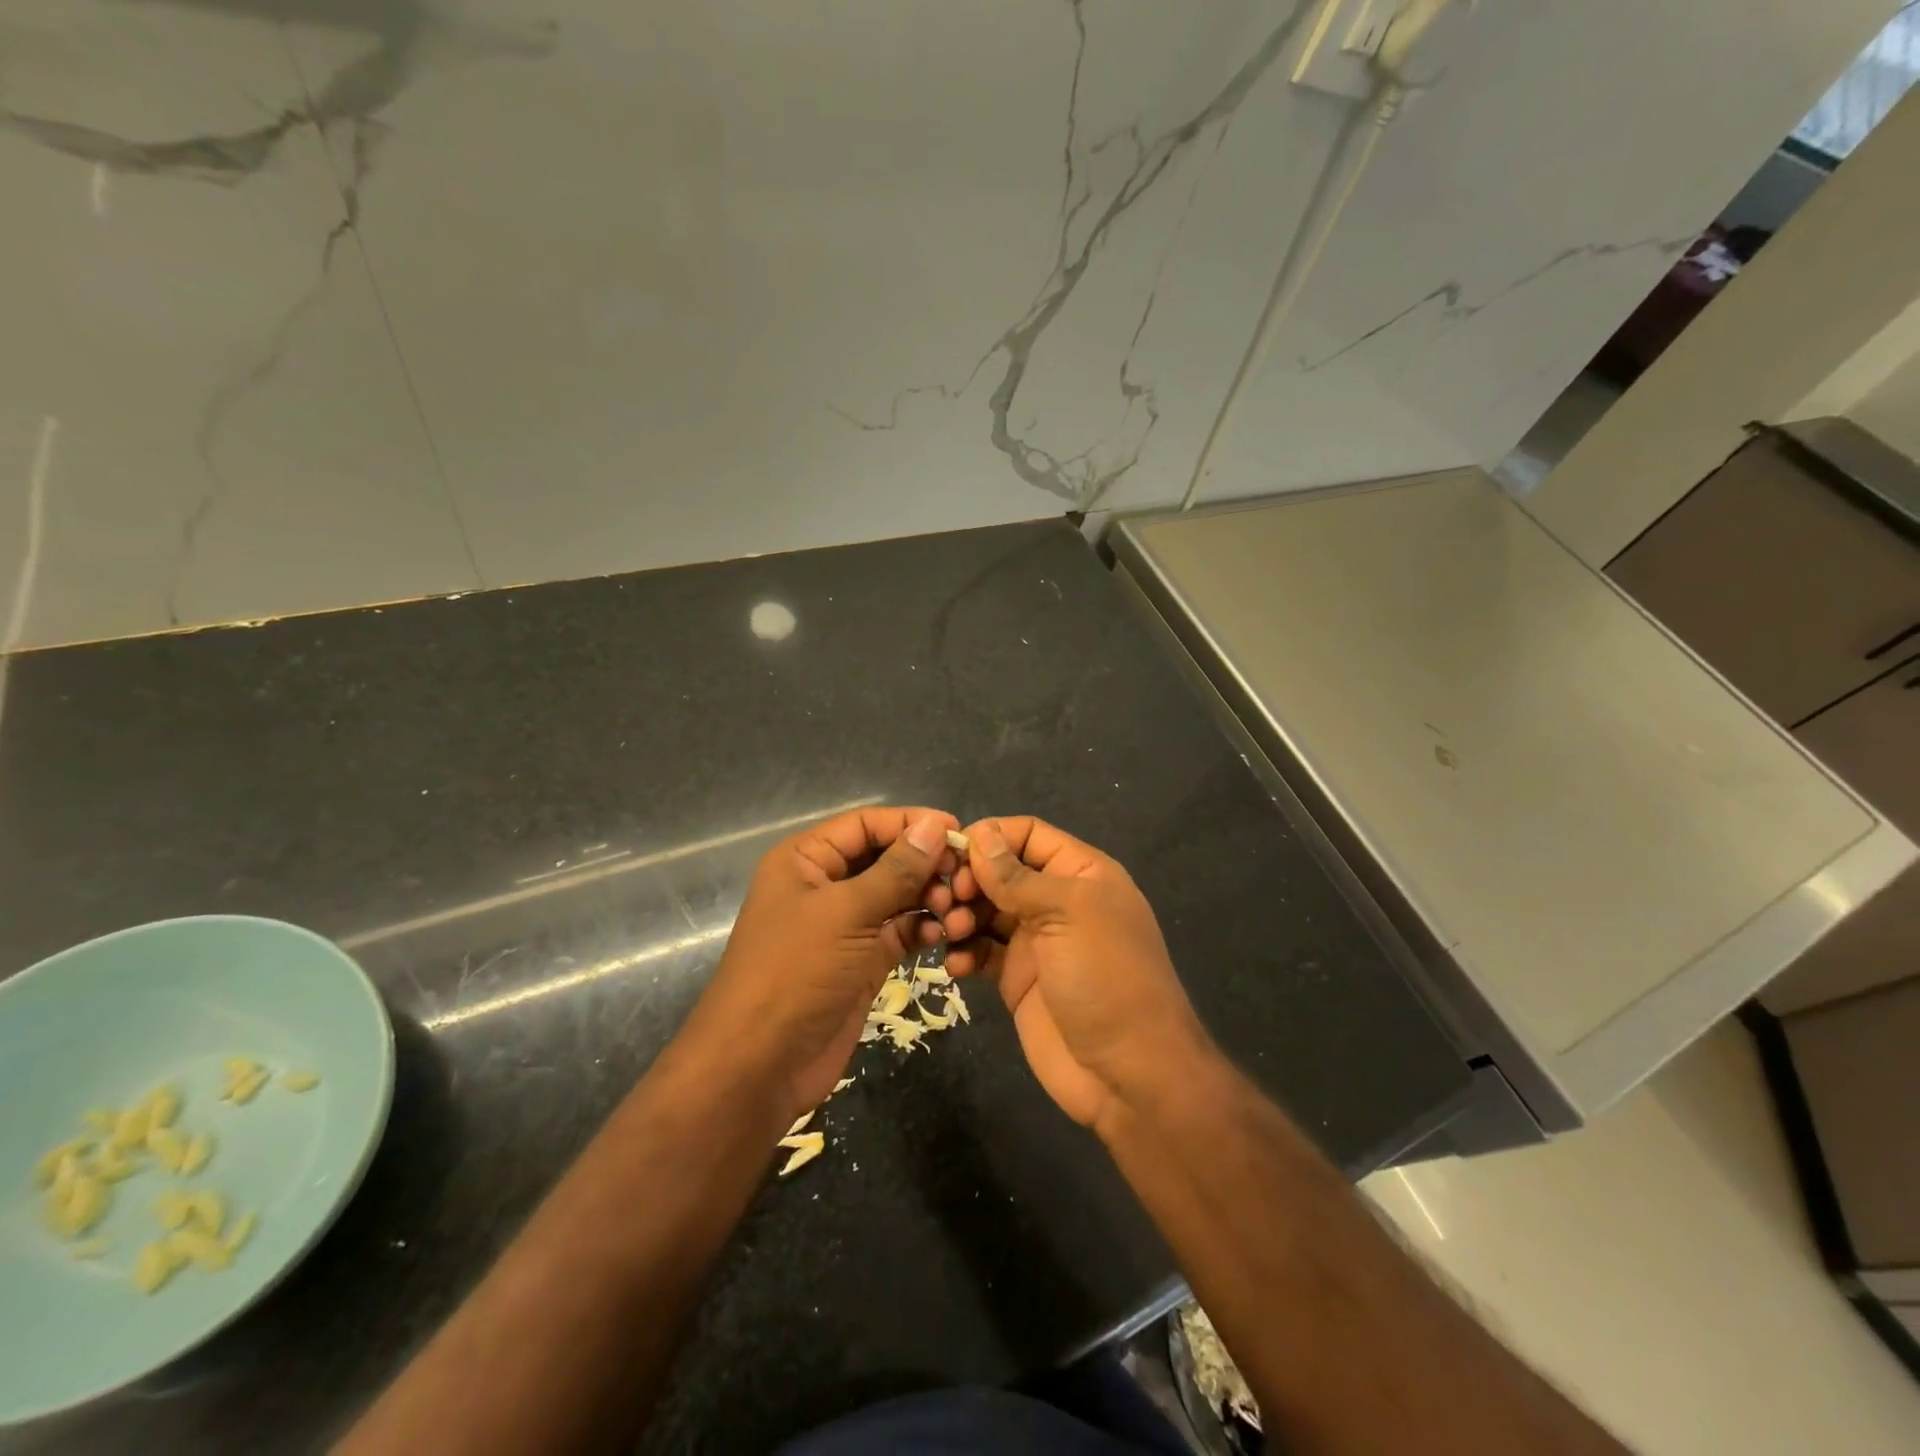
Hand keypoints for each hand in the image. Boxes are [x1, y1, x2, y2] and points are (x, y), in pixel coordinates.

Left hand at [686, 806, 960, 1116]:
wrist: (760, 1066)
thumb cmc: (795, 973)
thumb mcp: (846, 913)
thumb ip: (896, 869)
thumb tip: (935, 824)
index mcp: (807, 859)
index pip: (866, 824)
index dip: (911, 823)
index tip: (958, 831)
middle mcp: (825, 884)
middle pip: (885, 857)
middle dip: (925, 864)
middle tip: (964, 878)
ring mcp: (845, 925)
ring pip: (897, 895)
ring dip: (929, 898)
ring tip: (957, 911)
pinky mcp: (862, 959)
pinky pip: (900, 930)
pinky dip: (924, 928)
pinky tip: (945, 934)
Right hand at [926, 816, 1212, 1132]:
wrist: (1128, 1075)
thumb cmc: (1107, 978)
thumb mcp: (1068, 914)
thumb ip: (1018, 876)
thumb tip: (979, 835)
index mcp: (1081, 873)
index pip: (1028, 834)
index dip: (991, 836)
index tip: (952, 852)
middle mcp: (1057, 901)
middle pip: (1001, 871)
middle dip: (970, 879)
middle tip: (948, 898)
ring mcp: (1036, 941)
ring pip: (986, 910)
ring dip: (962, 915)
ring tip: (951, 931)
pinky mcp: (1017, 979)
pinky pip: (982, 951)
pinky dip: (965, 952)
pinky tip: (957, 966)